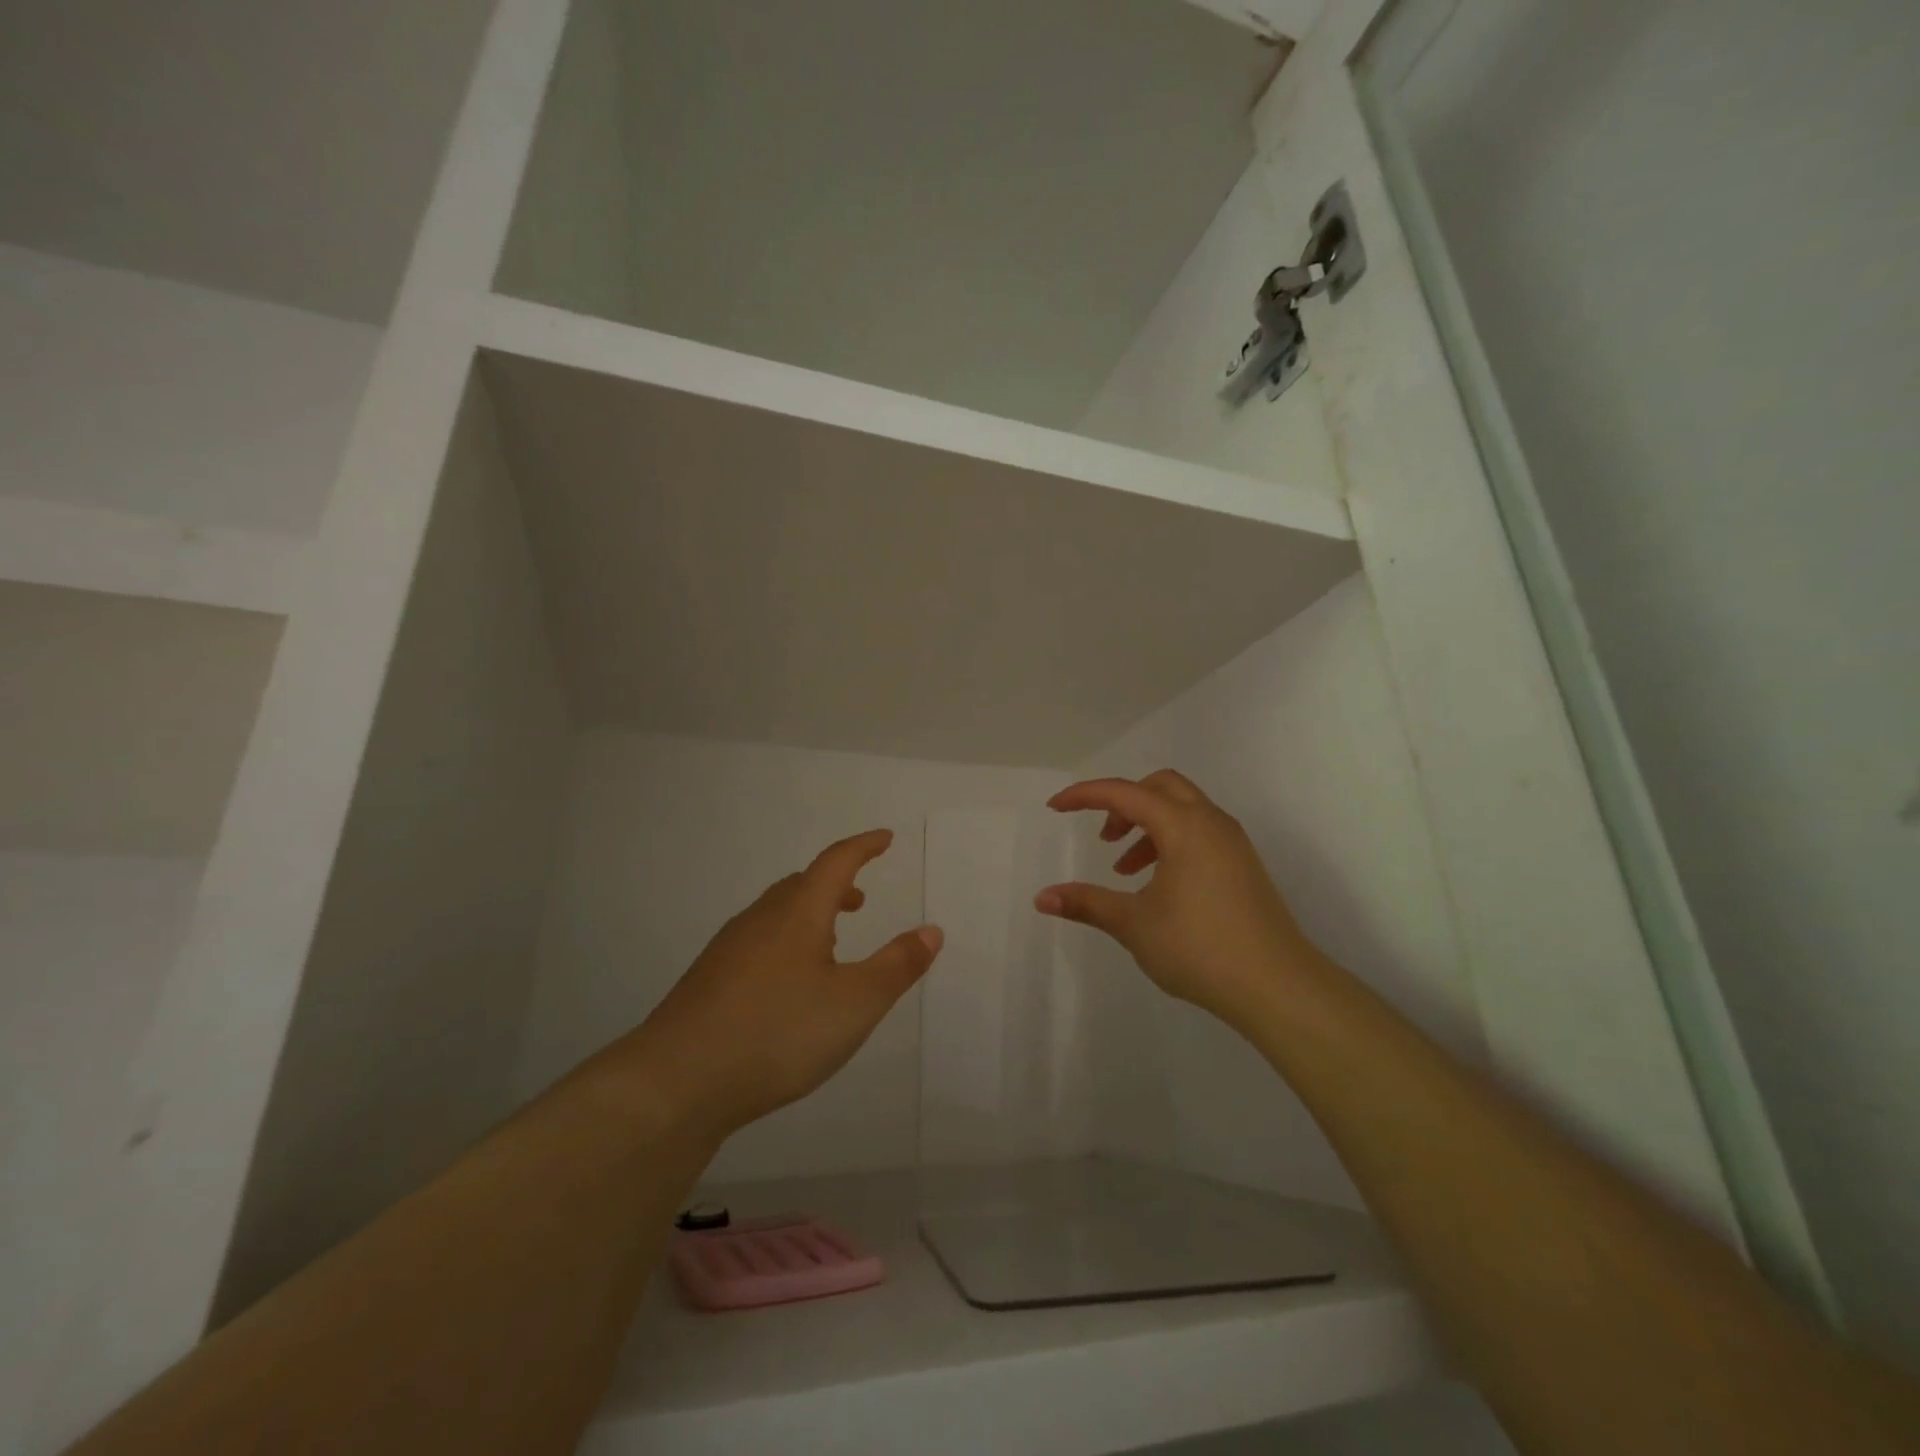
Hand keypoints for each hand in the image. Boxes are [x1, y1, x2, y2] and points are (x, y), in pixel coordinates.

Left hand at [619, 829, 942, 1139]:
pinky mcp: (709, 980)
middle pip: (802, 886)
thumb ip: (897, 966)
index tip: (885, 838)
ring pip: (777, 914)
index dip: (863, 847)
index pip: (836, 862)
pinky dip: (785, 942)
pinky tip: (787, 984)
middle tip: (860, 900)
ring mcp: (729, 949)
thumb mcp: (855, 1004)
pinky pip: (757, 941)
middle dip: (835, 885)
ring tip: (830, 943)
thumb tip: (932, 930)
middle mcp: (761, 919)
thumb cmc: (777, 1033)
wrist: (676, 1082)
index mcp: (798, 913)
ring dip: (809, 915)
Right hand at [1034, 770, 1325, 1031]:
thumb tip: (1043, 898)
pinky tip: (1158, 886)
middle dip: (1124, 803)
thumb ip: (1087, 904)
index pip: (1124, 793)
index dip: (1085, 795)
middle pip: (1160, 787)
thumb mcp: (1134, 924)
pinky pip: (1199, 833)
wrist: (1278, 986)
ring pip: (1182, 810)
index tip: (1055, 808)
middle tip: (1104, 838)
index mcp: (1183, 826)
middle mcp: (1211, 823)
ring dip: (1147, 826)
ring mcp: (1232, 843)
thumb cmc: (1200, 947)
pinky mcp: (1243, 866)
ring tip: (1125, 870)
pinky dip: (1170, 842)